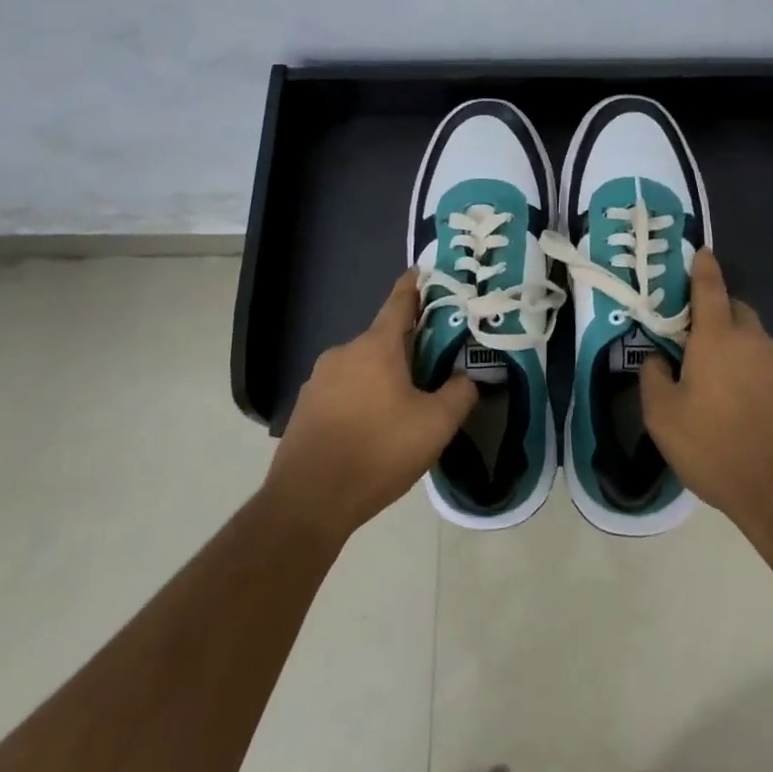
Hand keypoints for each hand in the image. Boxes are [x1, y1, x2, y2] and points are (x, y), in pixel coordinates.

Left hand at [264, 270, 476, 543]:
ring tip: (405, 406)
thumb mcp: (436, 425)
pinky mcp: (305, 405)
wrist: (308, 501)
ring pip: (363, 365)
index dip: (414, 285)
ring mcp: (319, 379)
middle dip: (408, 346)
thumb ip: (460, 393)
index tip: (424, 271)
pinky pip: (343, 389)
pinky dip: (362, 396)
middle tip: (434, 365)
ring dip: (384, 375)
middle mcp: (344, 352)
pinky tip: (372, 428)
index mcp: (376, 346)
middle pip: (383, 338)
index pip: (399, 301)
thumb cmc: (378, 452)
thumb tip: (467, 376)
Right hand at [639, 249, 772, 537]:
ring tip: (723, 389)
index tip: (702, 252)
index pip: (710, 288)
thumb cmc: (715, 449)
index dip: (704, 268)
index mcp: (717, 340)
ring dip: (738, 352)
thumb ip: (653, 377)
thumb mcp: (663, 417)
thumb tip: (657, 358)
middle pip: (736, 312)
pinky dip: (759, 379)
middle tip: (698, 340)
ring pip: (756, 344)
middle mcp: (755, 343)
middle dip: (718, 314)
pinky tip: (751, 413)